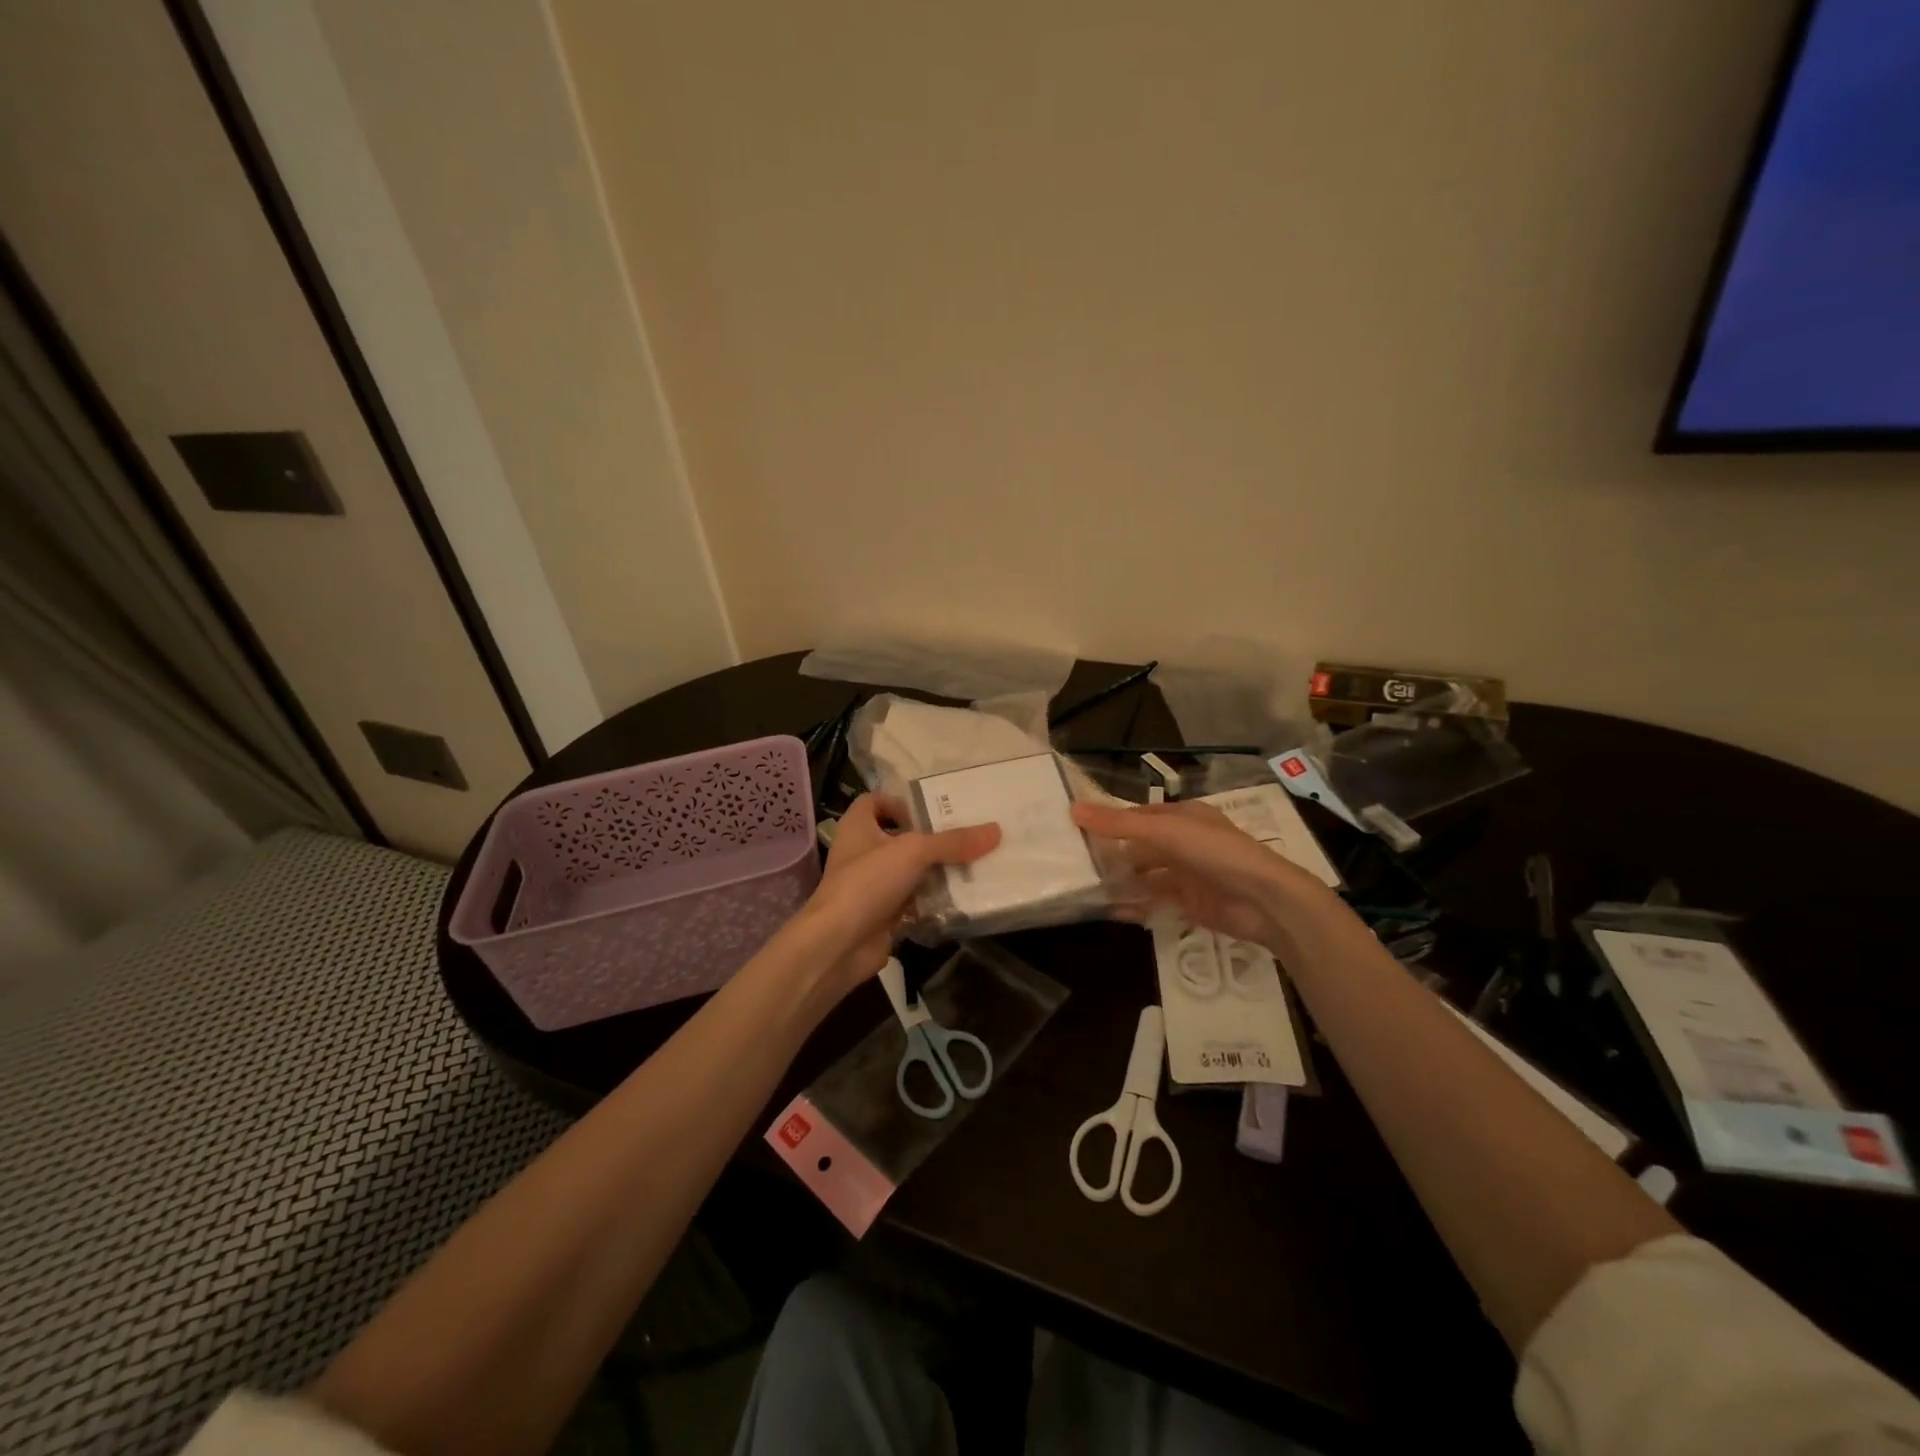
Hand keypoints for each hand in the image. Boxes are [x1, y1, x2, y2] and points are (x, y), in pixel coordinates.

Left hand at [800, 794, 1000, 992]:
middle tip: (968, 837)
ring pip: (910, 872)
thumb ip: (953, 841)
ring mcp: (871, 886)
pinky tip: (962, 899)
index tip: (932, 810)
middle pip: (900, 837)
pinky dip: (934, 901)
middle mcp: (862, 852)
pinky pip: (914, 901)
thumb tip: (996, 830)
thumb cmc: (868, 881)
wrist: (839, 943)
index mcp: (858, 826)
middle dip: (932, 839)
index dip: (901, 802)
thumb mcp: (914, 851)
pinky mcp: (882, 914)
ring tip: (975, 866)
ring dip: (937, 871)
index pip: (876, 801)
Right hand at [1071, 799, 1336, 949]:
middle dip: (1111, 854)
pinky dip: (1135, 904)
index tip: (1074, 829)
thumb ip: (1119, 824)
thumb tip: (1073, 809)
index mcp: (1182, 816)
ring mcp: (1187, 873)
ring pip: (1145, 874)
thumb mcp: (1164, 832)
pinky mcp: (1189, 902)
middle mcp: (1183, 842)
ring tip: (1086, 888)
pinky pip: (1155, 900)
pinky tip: (1112, 910)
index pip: (1137, 816)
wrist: (1264, 901)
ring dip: (1121, 880)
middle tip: (1074, 863)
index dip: (1109, 821)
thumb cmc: (1215, 853)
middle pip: (1139, 846)